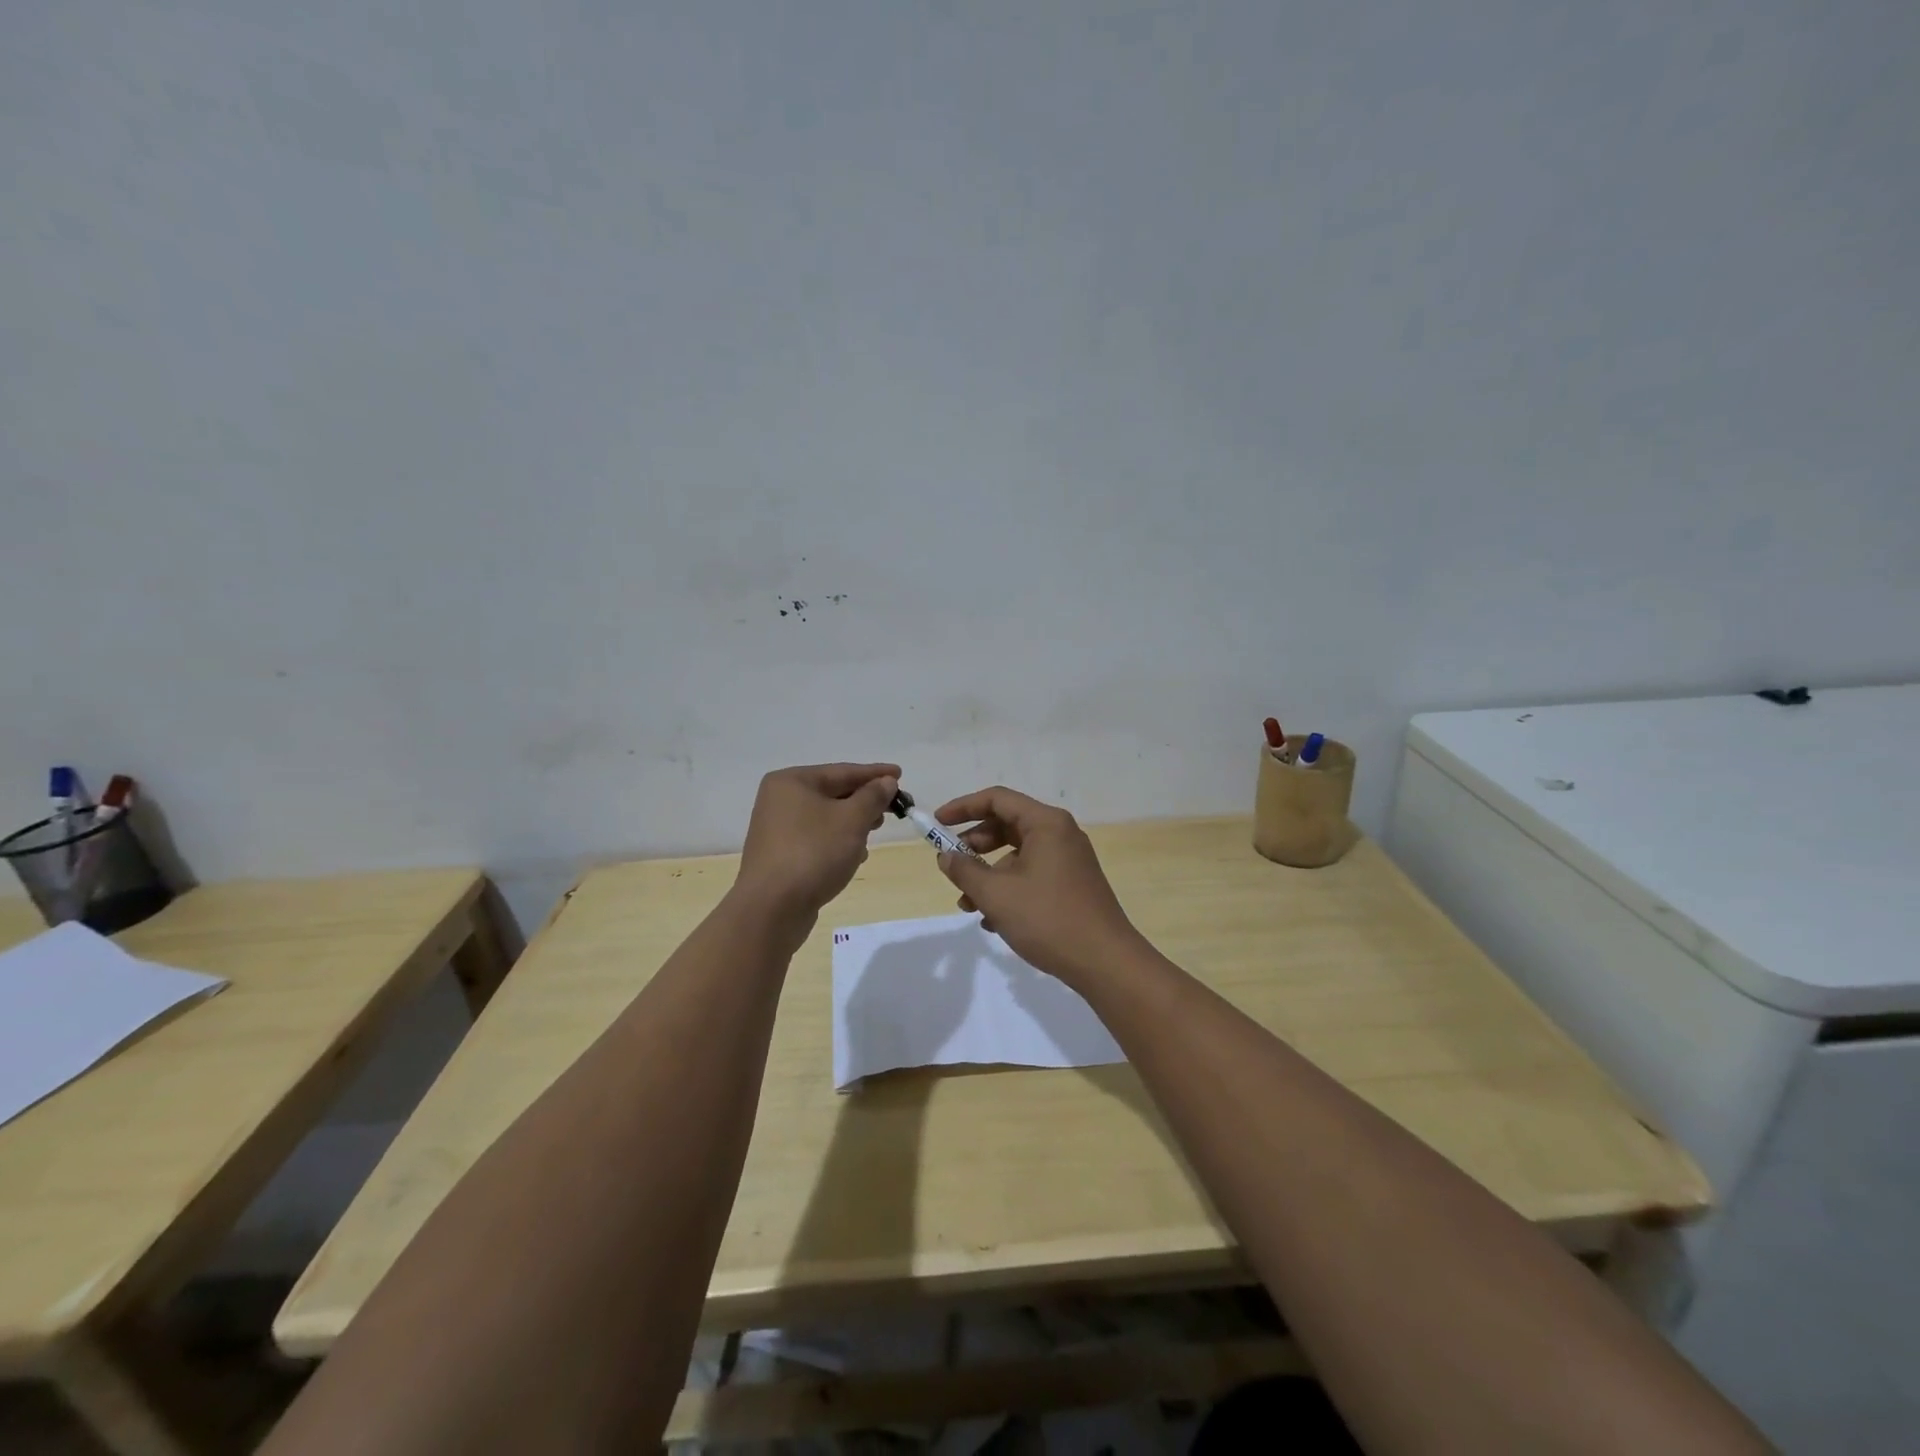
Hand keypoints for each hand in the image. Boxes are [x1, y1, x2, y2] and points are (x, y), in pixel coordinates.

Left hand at [733, 763, 899, 936]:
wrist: (772, 908)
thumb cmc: (814, 853)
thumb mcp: (852, 820)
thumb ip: (873, 796)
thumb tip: (886, 781)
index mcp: (792, 781)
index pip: (842, 771)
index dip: (875, 774)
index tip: (900, 774)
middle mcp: (780, 800)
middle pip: (833, 793)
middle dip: (864, 802)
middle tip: (893, 809)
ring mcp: (777, 829)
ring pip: (826, 818)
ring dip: (853, 824)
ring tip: (873, 834)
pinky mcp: (780, 855)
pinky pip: (817, 839)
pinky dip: (837, 842)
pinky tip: (854, 857)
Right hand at [932, 786, 1146, 989]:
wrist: (1105, 962)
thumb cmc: (1048, 919)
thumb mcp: (996, 895)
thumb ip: (965, 871)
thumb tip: (946, 856)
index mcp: (1046, 823)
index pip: (997, 799)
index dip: (963, 807)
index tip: (937, 823)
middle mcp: (1060, 834)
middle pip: (1007, 825)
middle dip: (974, 844)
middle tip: (951, 864)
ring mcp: (1068, 860)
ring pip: (1017, 854)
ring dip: (988, 874)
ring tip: (967, 904)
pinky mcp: (1072, 884)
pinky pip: (1031, 874)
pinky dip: (1008, 888)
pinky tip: (992, 920)